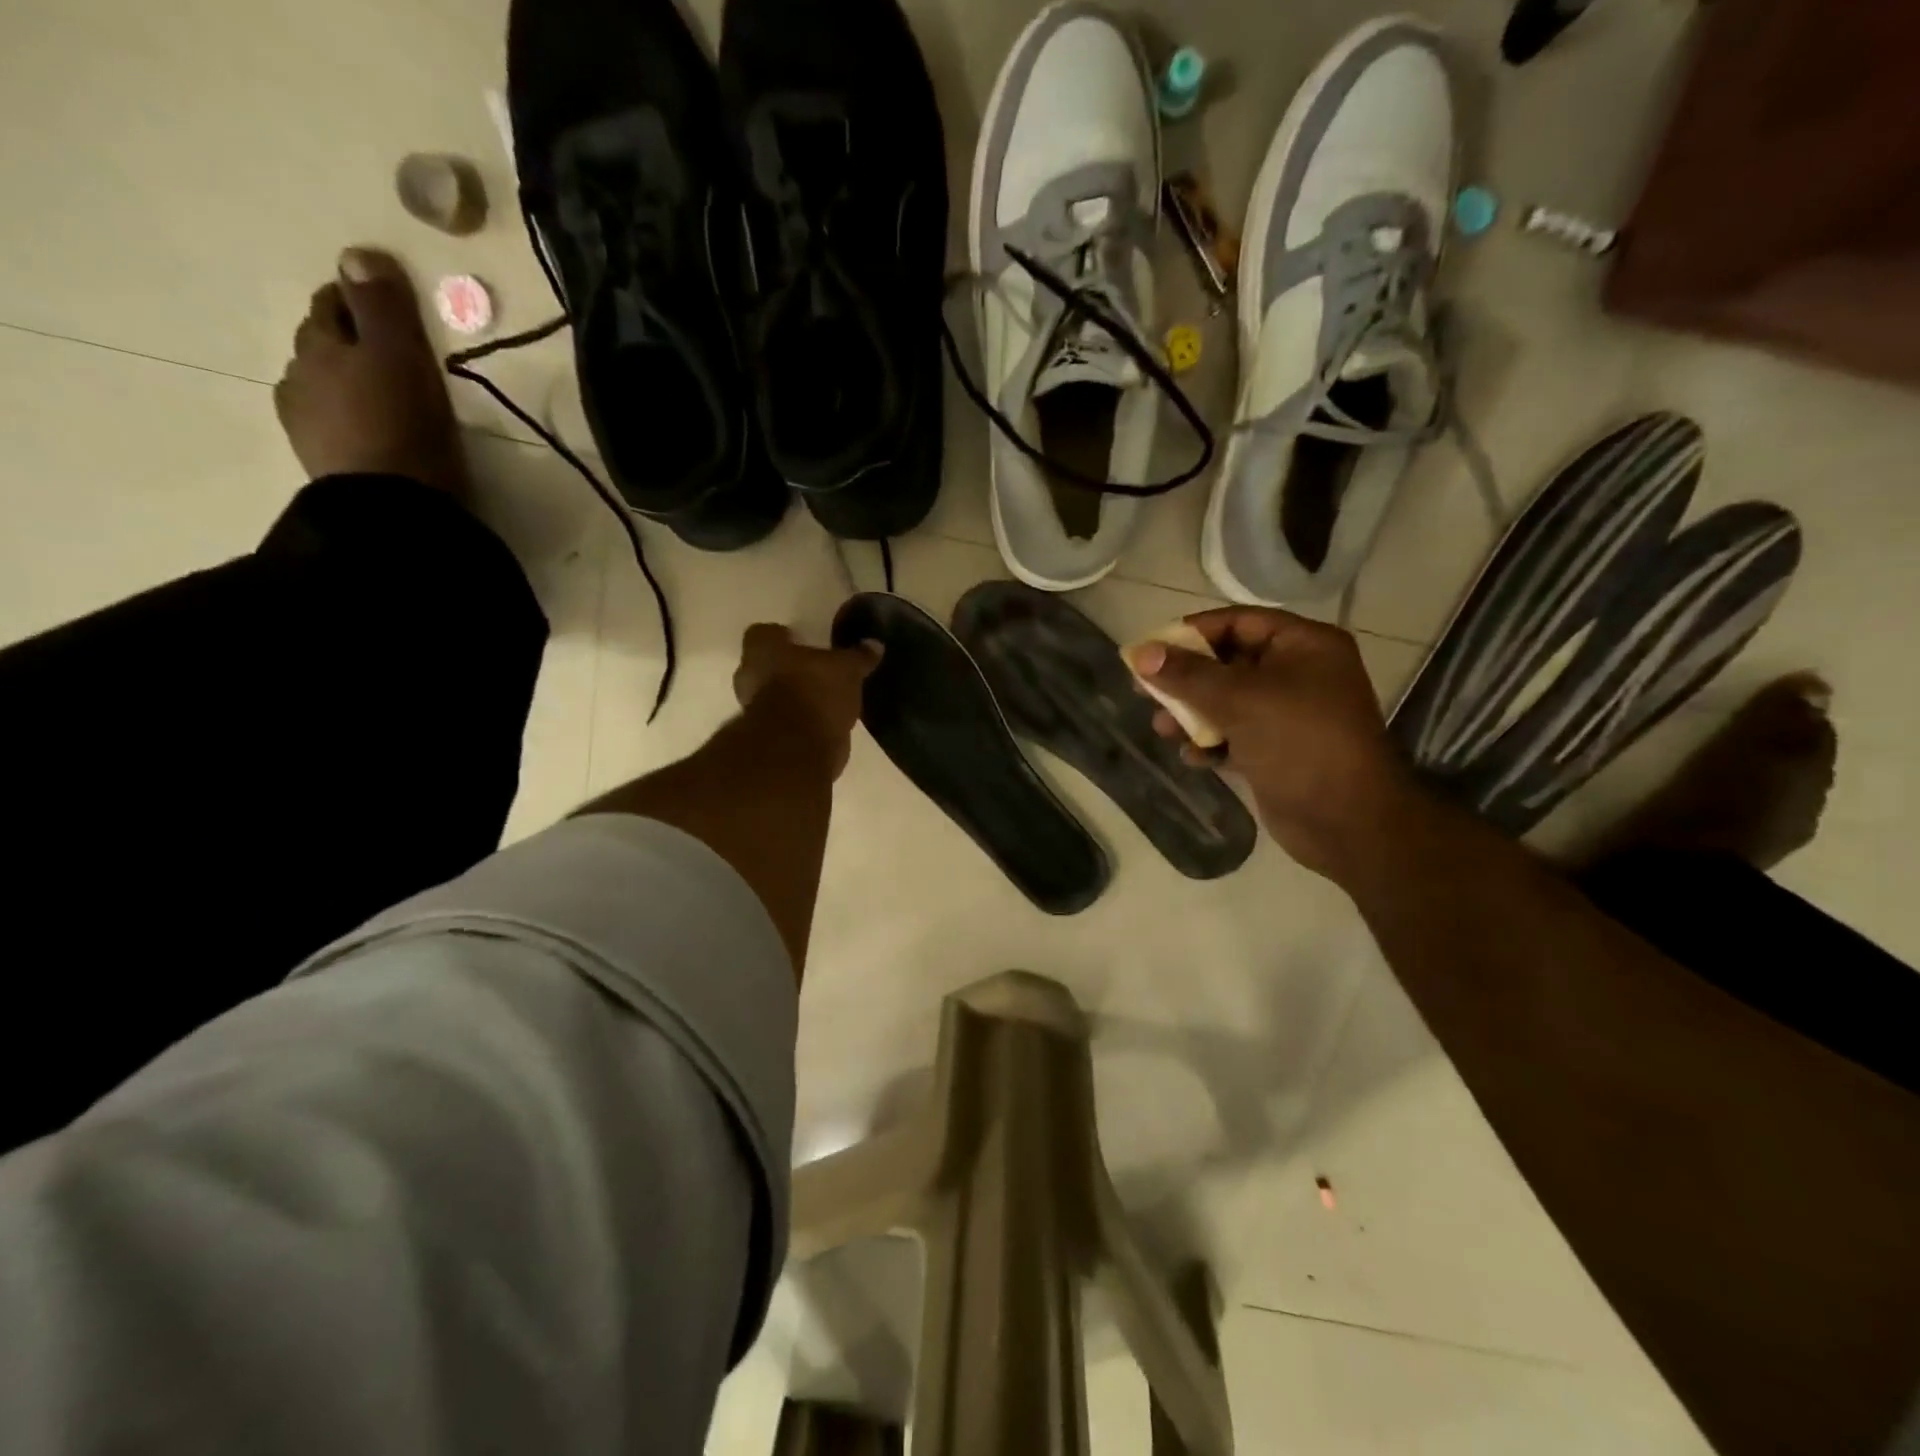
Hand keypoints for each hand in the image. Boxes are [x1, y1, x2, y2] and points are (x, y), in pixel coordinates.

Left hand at [273, 249, 466, 493]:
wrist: (392, 507)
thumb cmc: (404, 426)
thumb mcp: (402, 358)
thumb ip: (382, 307)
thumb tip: (356, 253)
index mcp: (321, 345)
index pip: (333, 305)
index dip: (358, 301)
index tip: (387, 307)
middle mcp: (301, 376)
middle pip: (322, 344)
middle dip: (348, 341)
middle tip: (387, 353)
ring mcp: (306, 422)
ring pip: (322, 386)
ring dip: (345, 384)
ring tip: (380, 397)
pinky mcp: (323, 463)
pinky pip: (331, 427)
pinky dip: (346, 420)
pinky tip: (366, 432)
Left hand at [733, 624, 878, 778]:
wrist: (798, 749)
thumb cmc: (815, 693)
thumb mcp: (847, 669)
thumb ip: (858, 656)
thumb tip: (874, 644)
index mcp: (763, 650)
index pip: (763, 633)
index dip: (781, 635)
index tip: (801, 641)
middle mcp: (750, 676)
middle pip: (765, 665)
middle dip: (787, 668)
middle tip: (814, 669)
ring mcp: (754, 709)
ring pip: (773, 694)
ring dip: (793, 696)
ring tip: (823, 697)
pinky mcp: (768, 737)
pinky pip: (785, 721)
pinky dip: (800, 720)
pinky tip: (823, 720)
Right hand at [1132, 607, 1418, 881]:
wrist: (1347, 822)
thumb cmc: (1299, 743)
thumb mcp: (1240, 700)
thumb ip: (1187, 675)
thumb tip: (1140, 653)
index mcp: (1303, 645)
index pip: (1237, 622)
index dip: (1191, 633)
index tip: (1150, 650)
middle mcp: (1298, 673)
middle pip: (1227, 663)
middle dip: (1186, 680)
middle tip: (1145, 692)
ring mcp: (1288, 714)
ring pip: (1226, 702)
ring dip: (1191, 714)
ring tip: (1163, 730)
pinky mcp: (1276, 750)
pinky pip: (1234, 734)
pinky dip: (1211, 742)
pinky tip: (1193, 757)